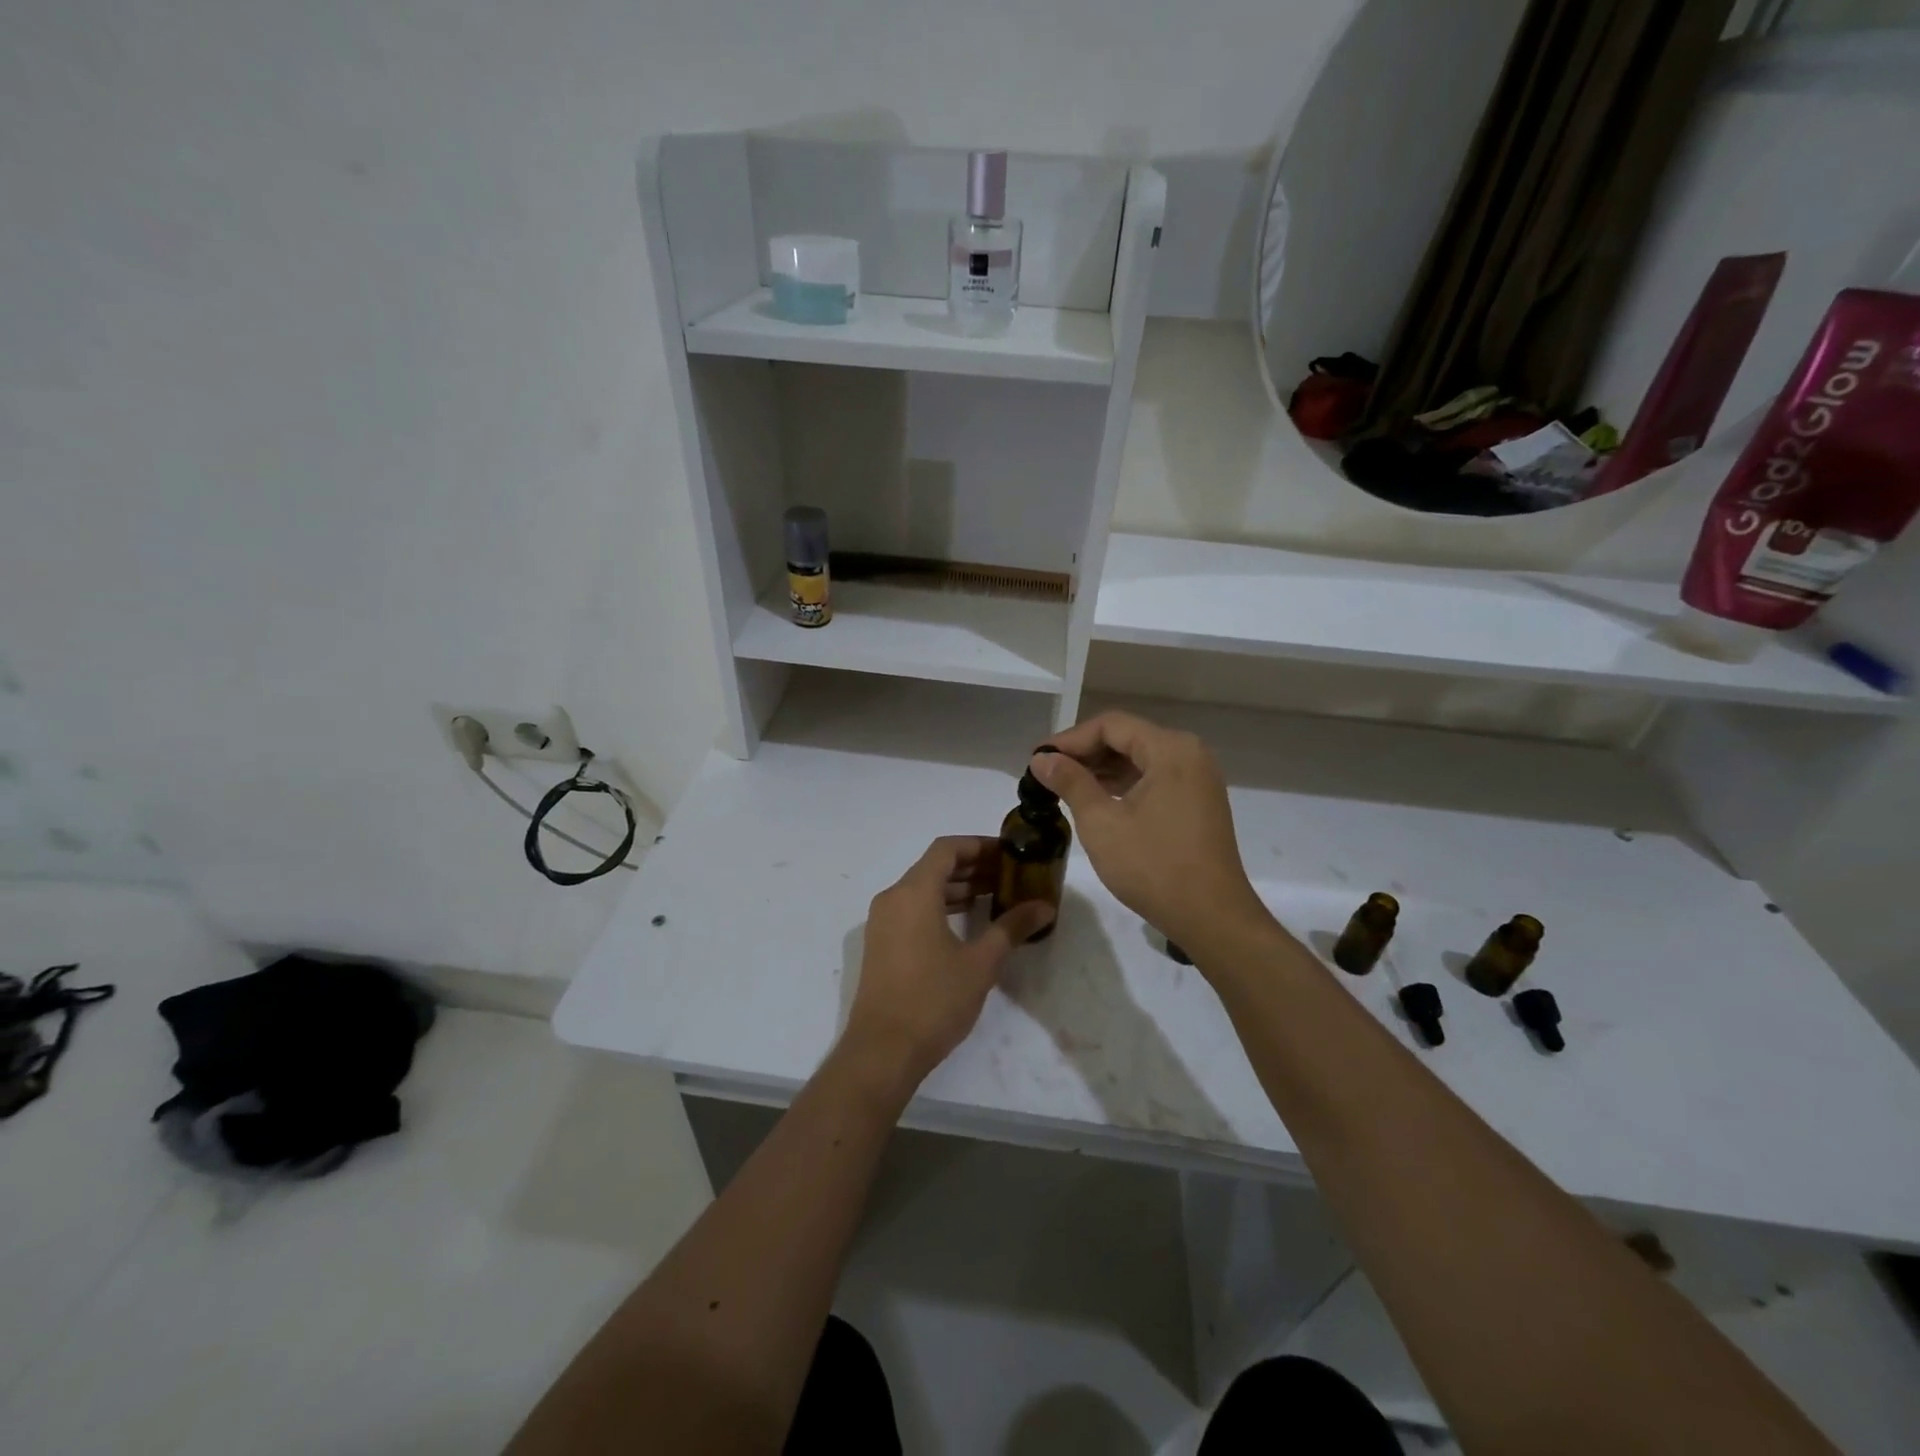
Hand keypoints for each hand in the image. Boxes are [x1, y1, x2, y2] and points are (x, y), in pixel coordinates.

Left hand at [841, 836, 1054, 1089]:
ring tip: (995, 897)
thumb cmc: (934, 1000)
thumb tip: (1044, 906)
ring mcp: (882, 922)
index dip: (979, 845)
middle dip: (972, 867)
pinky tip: (967, 924)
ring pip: (923, 889)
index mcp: (913, 892)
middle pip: (934, 867)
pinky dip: (940, 906)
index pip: (947, 849)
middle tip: (1009, 876)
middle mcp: (893, 898)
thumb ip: (1012, 927)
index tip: (1009, 853)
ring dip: (957, 888)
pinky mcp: (881, 944)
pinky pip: (913, 909)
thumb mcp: (981, 963)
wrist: (883, 1051)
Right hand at [1031, 712, 1268, 952]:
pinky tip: (1098, 800)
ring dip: (1103, 769)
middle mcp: (1189, 754)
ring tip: (1065, 787)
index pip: (1111, 725)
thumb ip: (1070, 782)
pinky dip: (1125, 783)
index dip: (1070, 739)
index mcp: (1171, 749)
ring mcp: (1198, 778)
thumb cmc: (1153, 866)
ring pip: (1141, 758)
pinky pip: (1155, 778)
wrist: (1211, 917)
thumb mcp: (1101, 822)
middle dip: (1086, 753)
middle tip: (1047, 773)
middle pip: (1128, 737)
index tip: (1039, 759)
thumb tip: (1041, 758)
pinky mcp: (1198, 801)